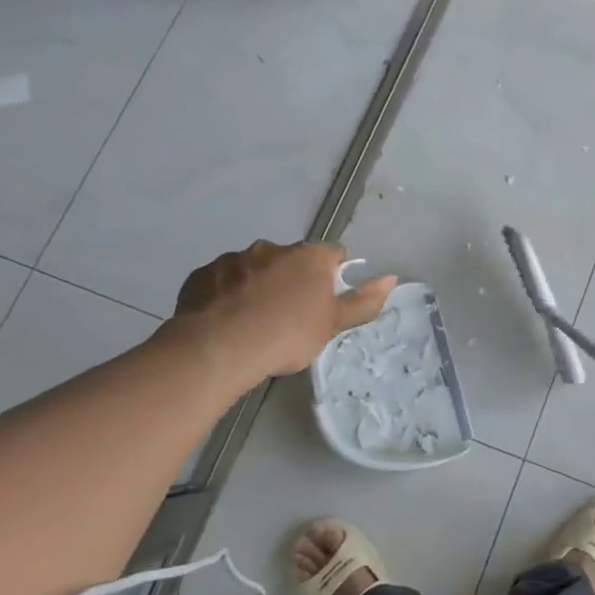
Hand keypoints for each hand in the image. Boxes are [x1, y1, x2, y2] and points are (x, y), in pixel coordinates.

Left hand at [170, 241, 397, 376]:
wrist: (219, 347)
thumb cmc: (287, 334)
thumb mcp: (332, 324)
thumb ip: (363, 301)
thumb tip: (391, 276)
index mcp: (309, 257)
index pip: (332, 255)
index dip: (332, 276)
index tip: (325, 302)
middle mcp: (272, 248)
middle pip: (291, 260)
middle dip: (292, 279)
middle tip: (289, 315)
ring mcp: (234, 258)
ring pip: (254, 268)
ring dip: (258, 286)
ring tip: (253, 321)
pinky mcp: (203, 274)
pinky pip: (222, 282)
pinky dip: (227, 295)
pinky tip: (225, 321)